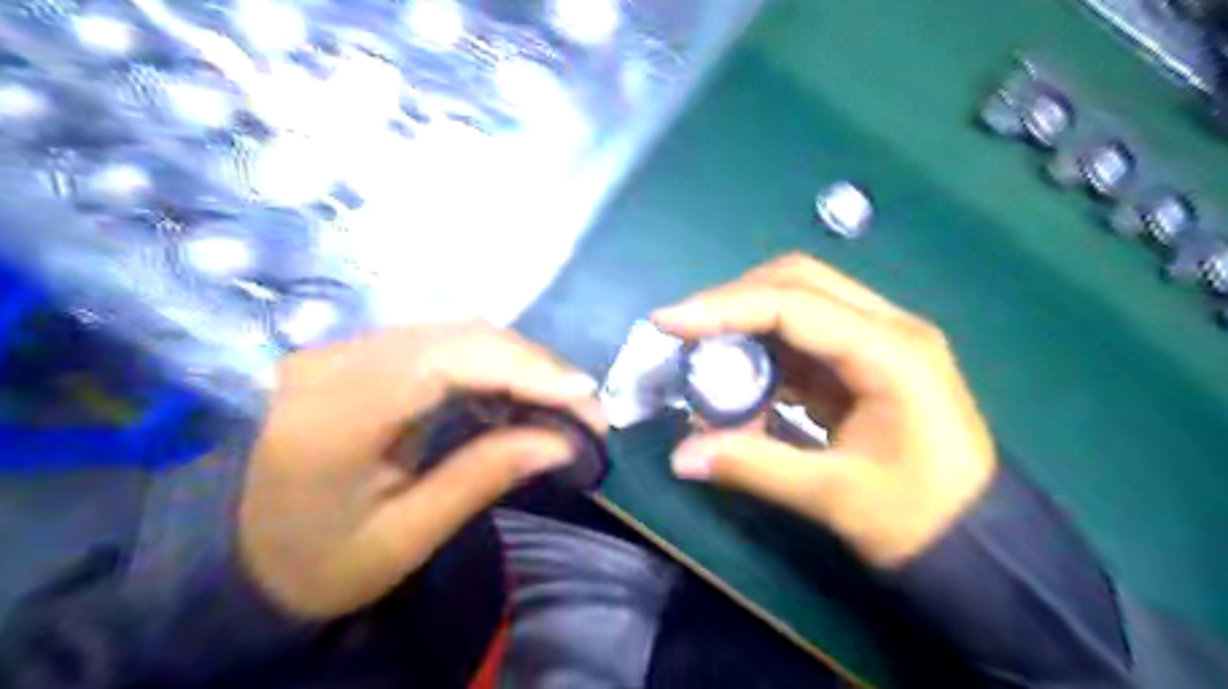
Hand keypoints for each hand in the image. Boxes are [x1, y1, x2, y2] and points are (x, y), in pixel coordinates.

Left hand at [237, 323, 603, 618]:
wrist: (233, 553)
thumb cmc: (317, 562)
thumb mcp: (404, 538)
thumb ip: (483, 478)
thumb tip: (563, 442)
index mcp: (334, 416)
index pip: (445, 362)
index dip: (523, 367)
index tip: (585, 394)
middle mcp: (334, 363)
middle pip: (457, 336)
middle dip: (534, 364)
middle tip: (586, 405)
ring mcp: (343, 349)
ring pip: (454, 331)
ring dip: (518, 360)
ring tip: (563, 398)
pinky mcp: (359, 352)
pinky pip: (441, 341)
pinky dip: (492, 361)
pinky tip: (519, 388)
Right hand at [652, 255, 997, 566]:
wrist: (979, 542)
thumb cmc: (919, 519)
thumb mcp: (834, 496)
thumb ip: (753, 466)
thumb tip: (679, 458)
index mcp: (890, 352)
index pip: (792, 305)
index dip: (723, 307)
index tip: (667, 322)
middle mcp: (887, 328)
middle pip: (797, 281)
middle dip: (733, 301)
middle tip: (685, 332)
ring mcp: (878, 340)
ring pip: (798, 303)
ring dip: (746, 326)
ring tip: (708, 367)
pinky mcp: (864, 361)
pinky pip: (802, 338)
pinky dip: (763, 354)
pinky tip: (742, 388)